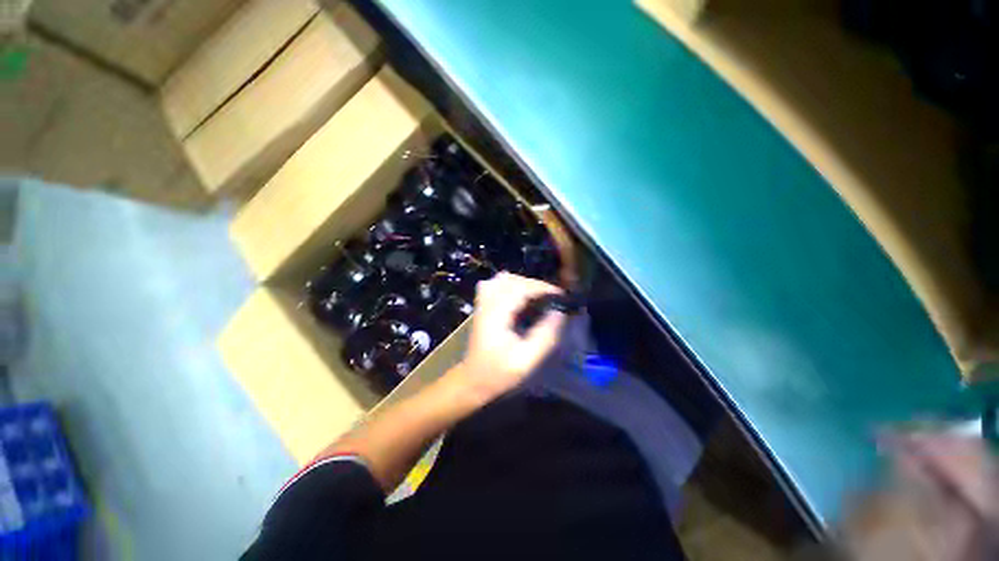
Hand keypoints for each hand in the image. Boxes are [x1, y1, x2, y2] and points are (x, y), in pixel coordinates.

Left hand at [448, 272, 565, 405]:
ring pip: (502, 279)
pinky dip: (509, 285)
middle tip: (551, 299)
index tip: (560, 295)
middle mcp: (487, 304)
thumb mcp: (526, 360)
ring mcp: (482, 303)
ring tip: (536, 297)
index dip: (542, 288)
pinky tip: (518, 297)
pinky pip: (494, 284)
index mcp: (497, 314)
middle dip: (534, 285)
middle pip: (512, 280)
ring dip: (522, 283)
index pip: (520, 288)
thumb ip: (544, 336)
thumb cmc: (499, 373)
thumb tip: (559, 313)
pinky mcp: (481, 306)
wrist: (472, 380)